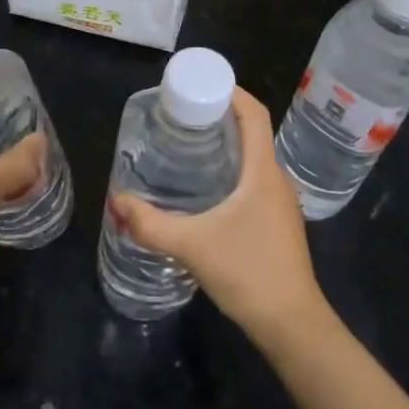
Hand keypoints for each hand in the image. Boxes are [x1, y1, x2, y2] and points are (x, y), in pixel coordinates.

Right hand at [109, 88, 330, 346]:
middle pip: (252, 131)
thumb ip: (151, 224)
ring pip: (252, 158)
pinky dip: (230, 170)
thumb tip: (116, 201)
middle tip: (180, 113)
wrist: (292, 325)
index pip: (254, 113)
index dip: (231, 91)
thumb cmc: (248, 273)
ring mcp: (280, 202)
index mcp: (263, 171)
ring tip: (186, 144)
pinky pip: (253, 180)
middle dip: (219, 116)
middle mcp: (276, 178)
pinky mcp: (276, 222)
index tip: (199, 83)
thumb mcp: (192, 246)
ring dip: (225, 144)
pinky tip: (204, 188)